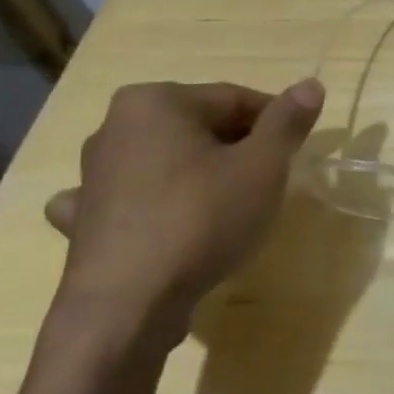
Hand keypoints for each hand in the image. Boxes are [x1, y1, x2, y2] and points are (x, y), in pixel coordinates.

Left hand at [43, 78, 323, 353]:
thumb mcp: (263, 166)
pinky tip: (164, 223)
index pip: (235, 100)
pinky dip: (152, 205)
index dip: (275, 123)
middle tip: (269, 184)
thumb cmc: (201, 220)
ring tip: (228, 209)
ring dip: (198, 176)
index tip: (297, 152)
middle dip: (238, 150)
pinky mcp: (83, 221)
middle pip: (200, 128)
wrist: (125, 309)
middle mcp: (115, 127)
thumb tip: (311, 84)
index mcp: (157, 101)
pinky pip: (130, 200)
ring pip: (167, 162)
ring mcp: (92, 176)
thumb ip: (287, 121)